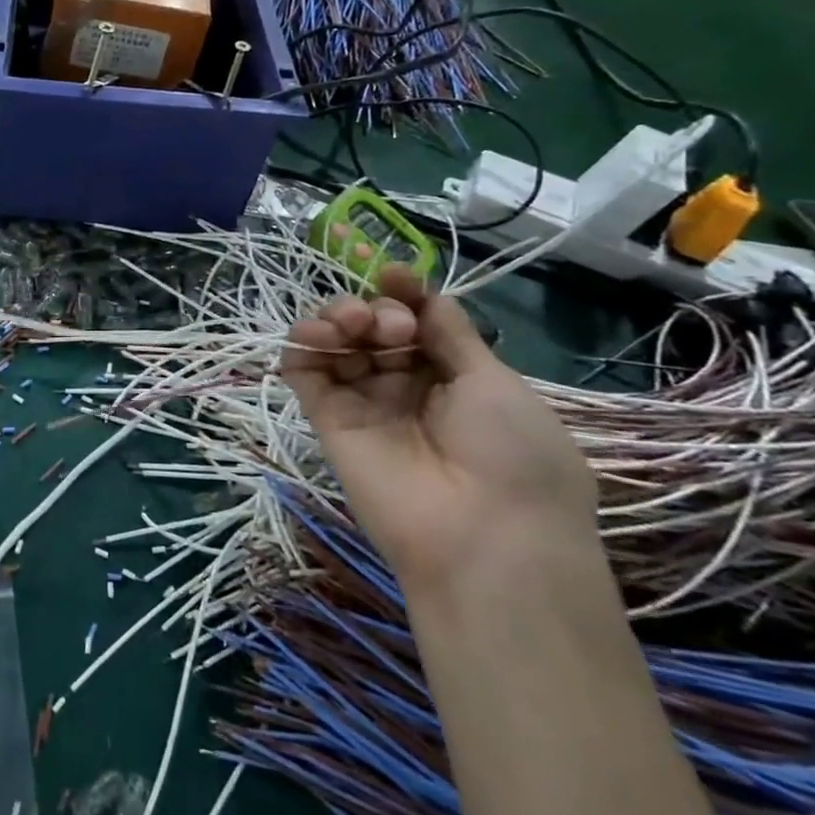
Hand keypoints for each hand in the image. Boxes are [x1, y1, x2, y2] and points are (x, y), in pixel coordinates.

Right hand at [280, 266, 598, 597]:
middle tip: (391, 324)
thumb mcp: (494, 382)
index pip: (414, 320)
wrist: (486, 540)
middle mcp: (405, 385)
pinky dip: (303, 344)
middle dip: (375, 308)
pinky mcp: (327, 417)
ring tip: (353, 324)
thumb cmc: (512, 456)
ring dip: (337, 317)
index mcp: (453, 376)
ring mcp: (363, 401)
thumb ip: (450, 333)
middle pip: (372, 325)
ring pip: (336, 342)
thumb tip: (421, 291)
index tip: (394, 274)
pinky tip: (318, 335)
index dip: (402, 293)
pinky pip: (304, 372)